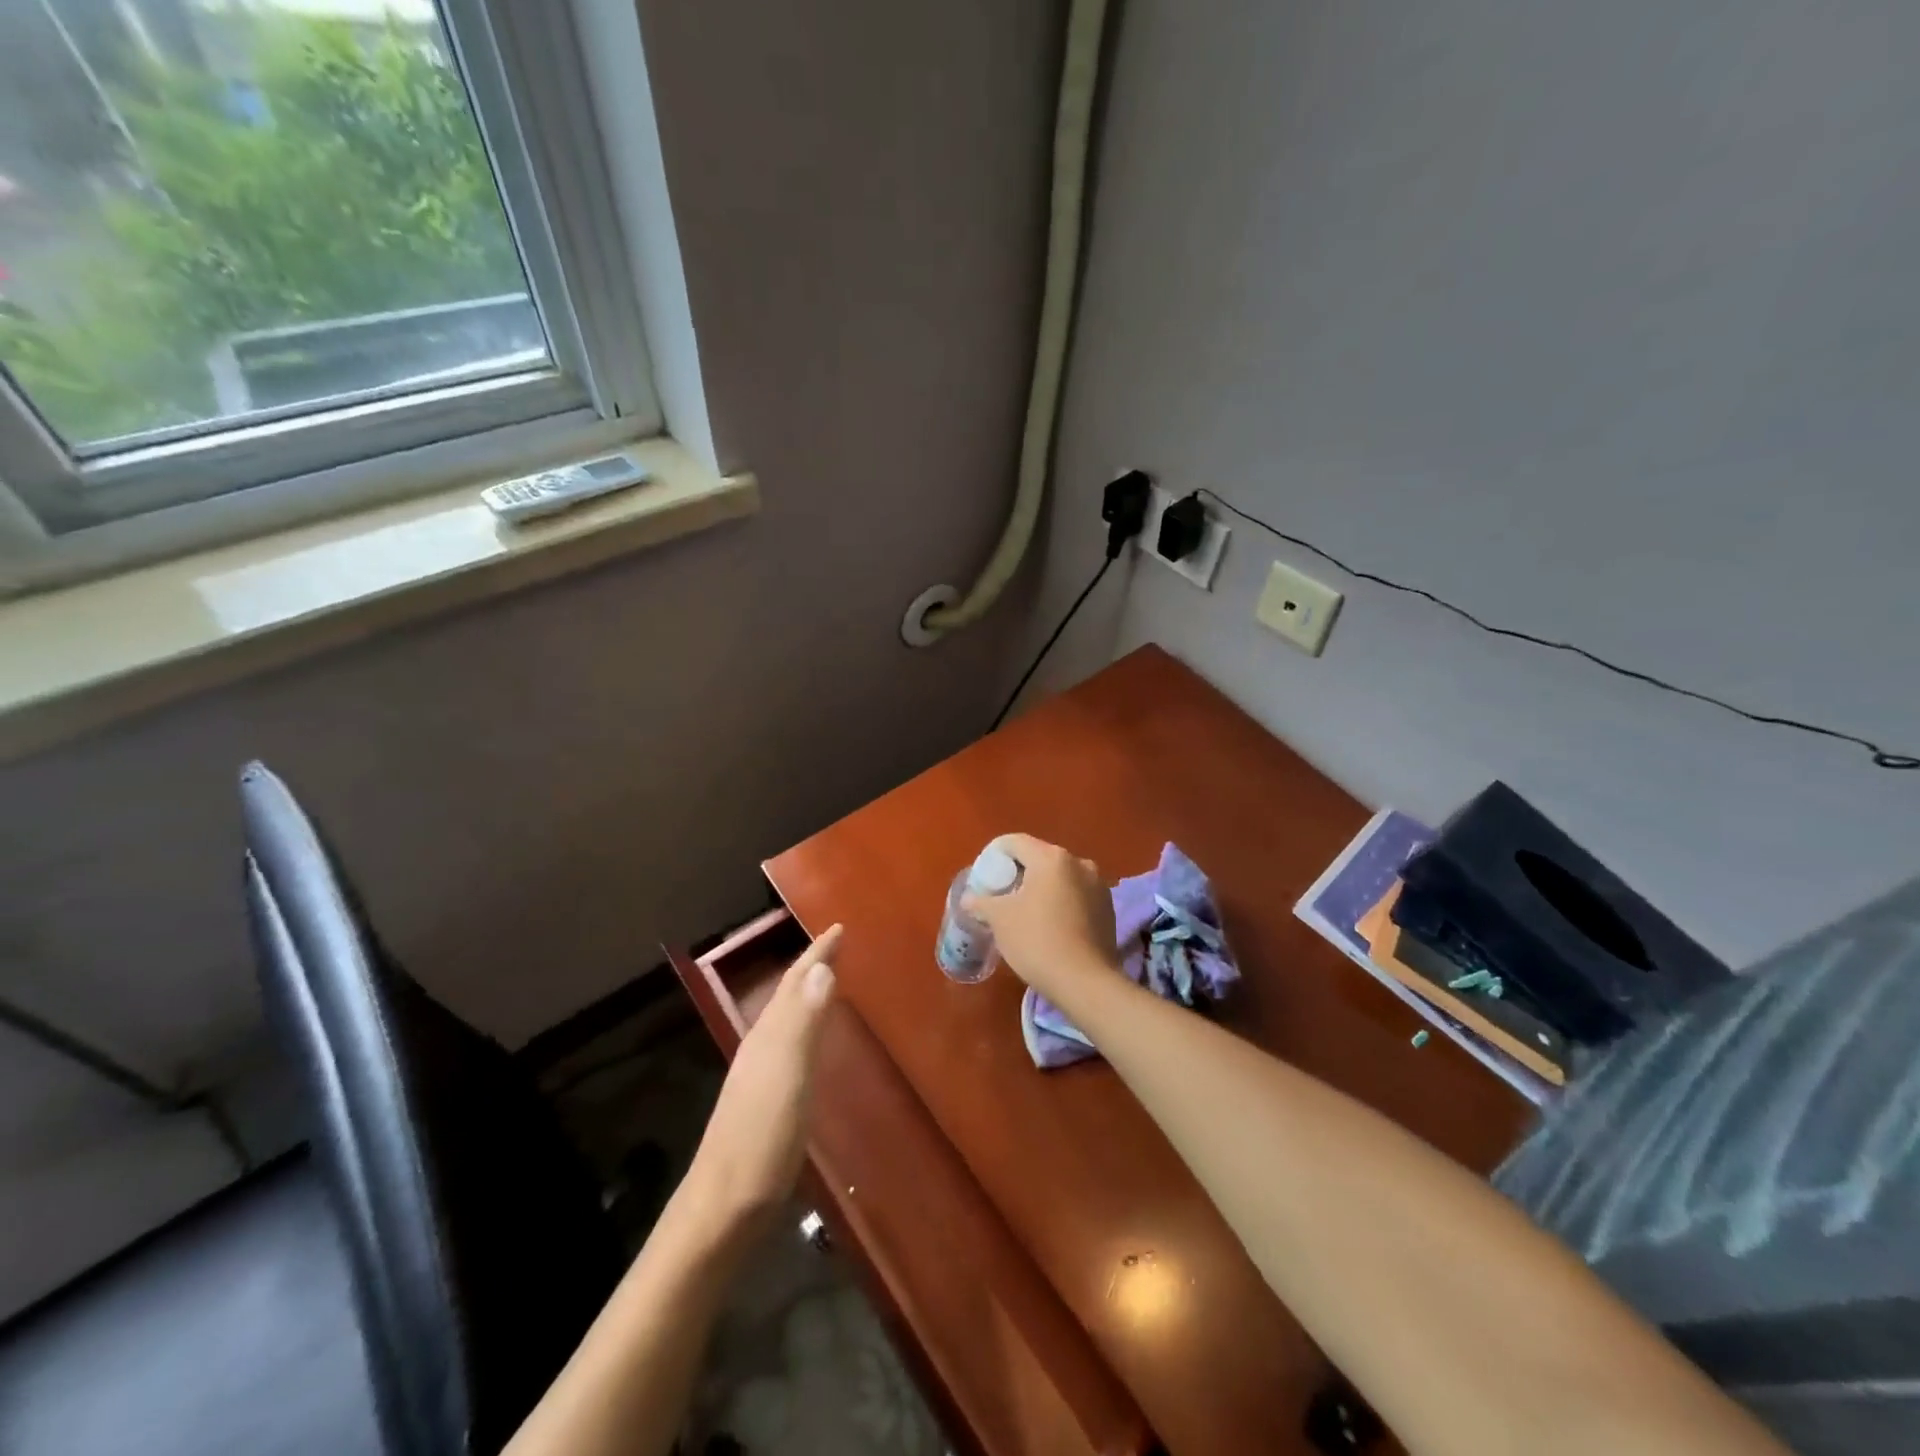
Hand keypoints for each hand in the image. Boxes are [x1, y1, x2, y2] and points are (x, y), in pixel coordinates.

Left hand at [682, 925, 839, 1236]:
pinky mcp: (765, 1101)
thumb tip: (821, 968)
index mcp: (768, 1036)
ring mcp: (759, 1075)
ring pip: (785, 1018)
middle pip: (787, 995)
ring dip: (806, 994)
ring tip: (827, 980)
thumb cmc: (761, 1139)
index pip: (795, 982)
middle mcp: (761, 1047)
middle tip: (836, 946)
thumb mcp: (789, 1076)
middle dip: (811, 967)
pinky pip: (789, 1044)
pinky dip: (804, 1027)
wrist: (722, 1208)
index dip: (816, 953)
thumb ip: (804, 1023)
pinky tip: (811, 1042)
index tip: (839, 928)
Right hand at [963, 835, 1121, 1005]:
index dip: (994, 855)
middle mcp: (1079, 863)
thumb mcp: (999, 919)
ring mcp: (1098, 885)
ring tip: (1024, 912)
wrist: (1085, 982)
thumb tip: (968, 898)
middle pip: (1039, 858)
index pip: (1015, 843)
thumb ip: (980, 901)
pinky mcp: (1108, 909)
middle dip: (1018, 873)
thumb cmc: (1037, 941)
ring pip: (1059, 878)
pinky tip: (1050, 926)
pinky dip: (1060, 903)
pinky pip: (1076, 896)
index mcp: (1052, 858)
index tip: (984, 877)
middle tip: (1000, 896)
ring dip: (1041, 889)